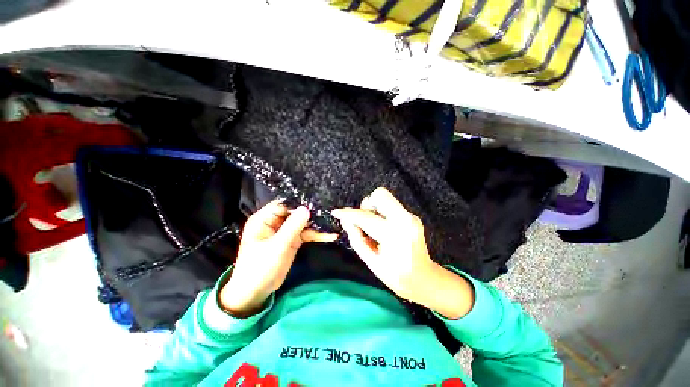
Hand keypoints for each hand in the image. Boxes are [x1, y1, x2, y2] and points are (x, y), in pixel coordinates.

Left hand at [220, 199, 336, 316]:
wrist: (256, 292)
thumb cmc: (259, 268)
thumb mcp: (277, 247)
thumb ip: (292, 227)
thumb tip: (306, 208)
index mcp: (264, 219)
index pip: (283, 205)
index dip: (298, 203)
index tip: (316, 202)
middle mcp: (274, 222)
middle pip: (295, 212)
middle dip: (311, 213)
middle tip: (329, 211)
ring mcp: (284, 231)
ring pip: (302, 223)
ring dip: (316, 225)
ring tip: (333, 223)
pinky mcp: (292, 240)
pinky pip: (306, 234)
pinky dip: (316, 235)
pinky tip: (330, 235)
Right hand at [332, 188, 474, 318]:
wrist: (424, 279)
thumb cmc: (395, 275)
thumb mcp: (371, 260)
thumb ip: (356, 238)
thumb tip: (346, 220)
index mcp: (392, 234)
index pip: (365, 217)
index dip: (348, 214)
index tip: (337, 212)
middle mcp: (404, 219)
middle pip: (380, 195)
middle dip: (367, 205)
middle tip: (364, 221)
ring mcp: (410, 216)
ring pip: (385, 198)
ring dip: (374, 209)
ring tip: (374, 227)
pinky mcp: (412, 216)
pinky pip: (391, 206)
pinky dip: (382, 214)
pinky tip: (383, 229)